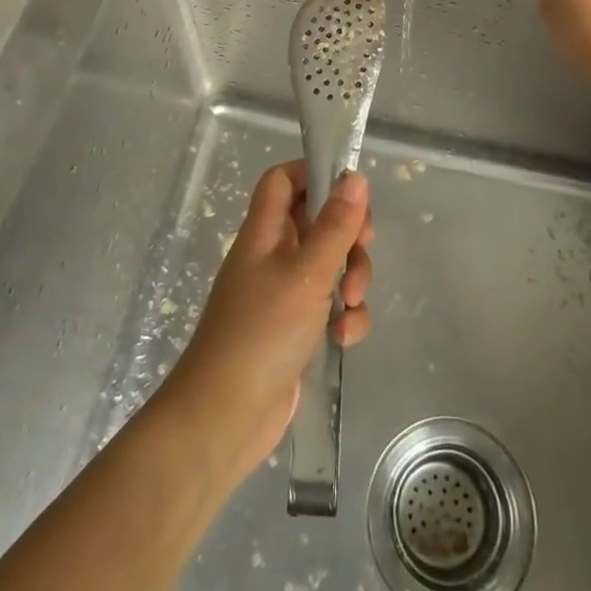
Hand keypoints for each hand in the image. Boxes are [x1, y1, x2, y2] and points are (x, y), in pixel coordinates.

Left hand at [161, 161, 373, 488]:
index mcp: (264, 231)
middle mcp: (272, 255)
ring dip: (352, 279)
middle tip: (364, 246)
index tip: (351, 189)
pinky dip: (344, 317)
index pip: (284, 180)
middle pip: (317, 220)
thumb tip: (354, 175)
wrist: (225, 417)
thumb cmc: (262, 331)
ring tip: (353, 304)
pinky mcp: (295, 330)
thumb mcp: (306, 272)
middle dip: (348, 234)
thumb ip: (334, 225)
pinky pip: (329, 306)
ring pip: (330, 265)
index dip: (313, 173)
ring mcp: (283, 294)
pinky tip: (343, 338)